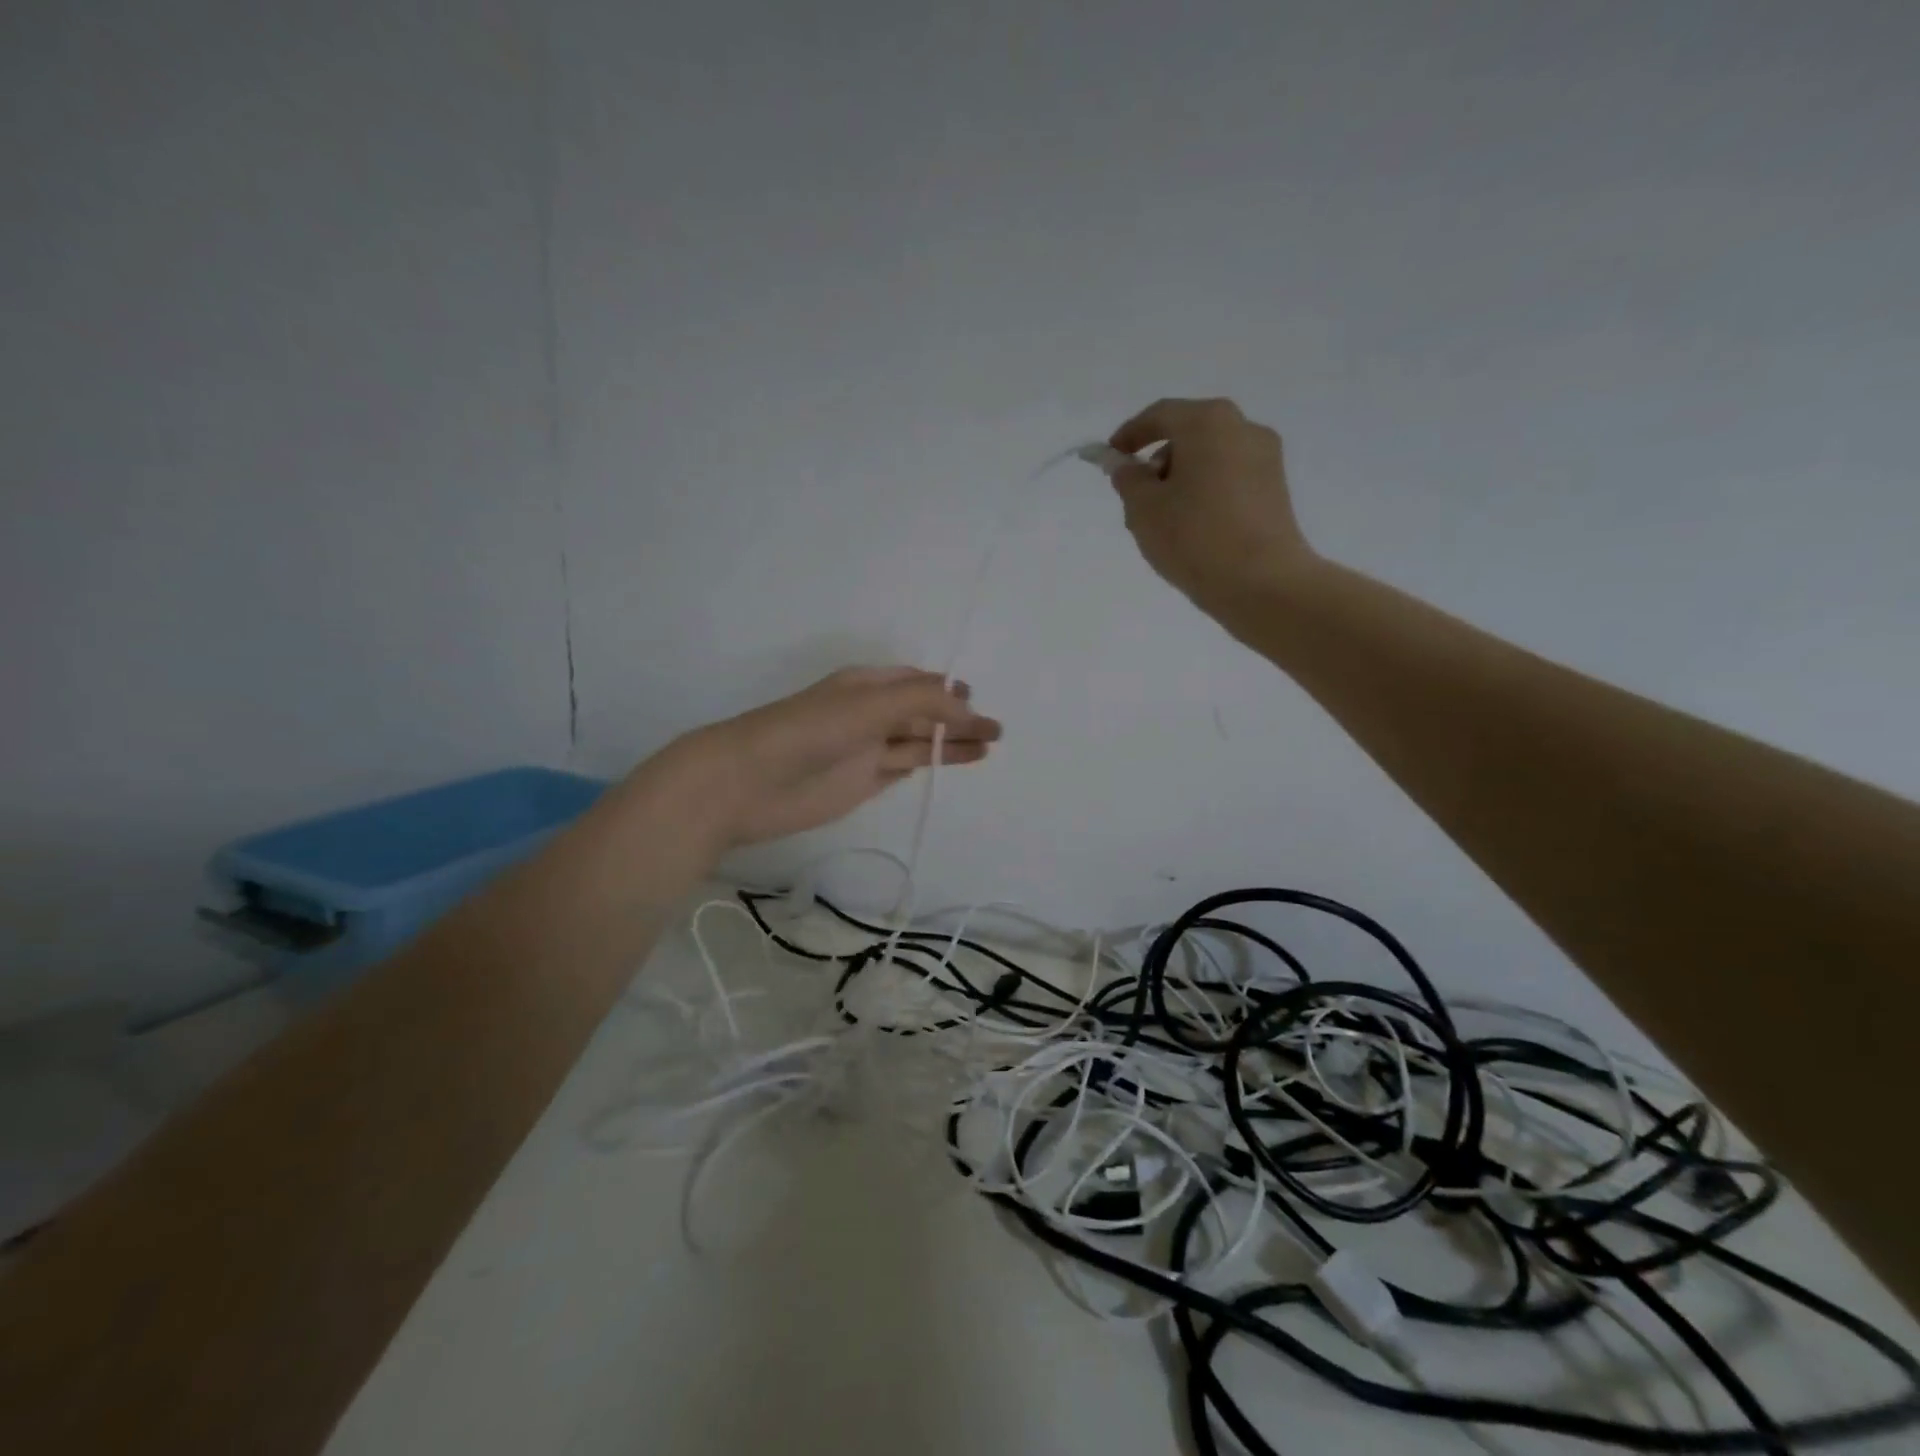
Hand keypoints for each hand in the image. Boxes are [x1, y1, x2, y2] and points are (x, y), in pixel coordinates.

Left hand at [659, 667, 1001, 848]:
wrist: (748, 783)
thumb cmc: (810, 731)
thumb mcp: (870, 704)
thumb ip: (923, 702)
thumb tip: (967, 706)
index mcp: (867, 685)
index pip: (917, 682)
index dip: (948, 690)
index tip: (978, 702)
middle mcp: (869, 713)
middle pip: (922, 713)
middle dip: (958, 718)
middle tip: (996, 731)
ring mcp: (866, 750)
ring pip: (917, 742)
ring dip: (951, 743)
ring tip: (989, 747)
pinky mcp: (862, 782)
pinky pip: (902, 767)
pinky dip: (928, 764)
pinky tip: (951, 763)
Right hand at [1105, 398, 1315, 616]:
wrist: (1262, 583)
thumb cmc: (1194, 538)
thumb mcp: (1144, 509)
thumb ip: (1127, 479)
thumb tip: (1124, 464)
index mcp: (1209, 422)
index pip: (1160, 415)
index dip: (1129, 435)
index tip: (1110, 458)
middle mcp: (1243, 428)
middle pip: (1188, 434)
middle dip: (1157, 462)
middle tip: (1135, 499)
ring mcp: (1265, 458)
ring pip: (1209, 458)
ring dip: (1181, 479)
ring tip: (1162, 522)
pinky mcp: (1275, 488)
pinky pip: (1229, 478)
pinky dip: (1205, 491)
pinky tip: (1191, 528)